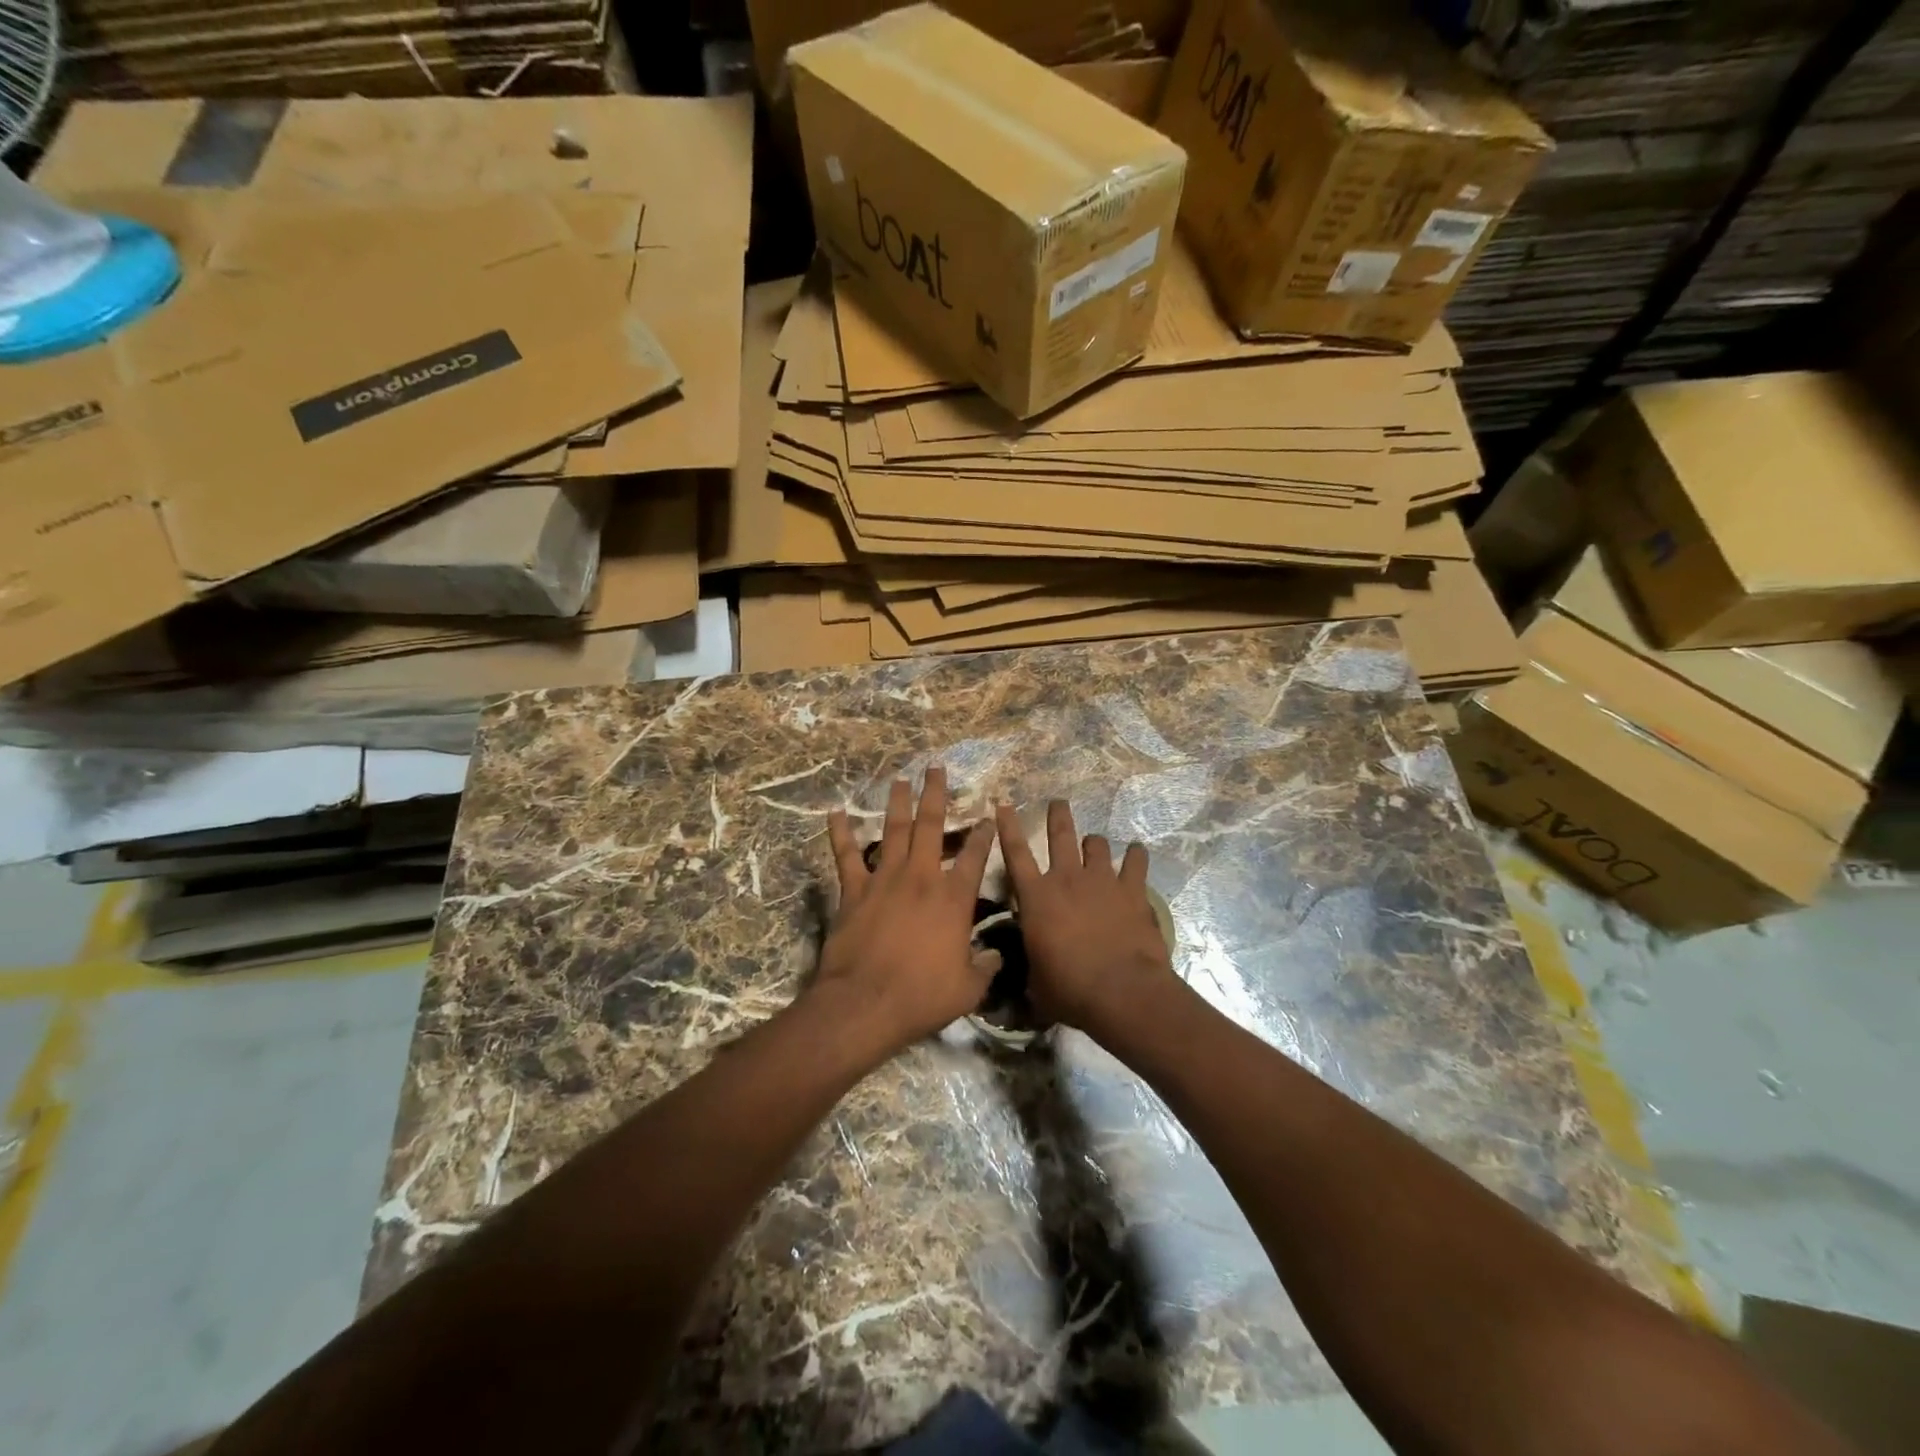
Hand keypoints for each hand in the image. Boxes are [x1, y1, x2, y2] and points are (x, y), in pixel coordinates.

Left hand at [815, 767, 994, 1057]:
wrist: (865, 1003)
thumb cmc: (921, 997)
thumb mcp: (968, 990)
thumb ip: (985, 968)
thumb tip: (998, 956)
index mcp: (953, 899)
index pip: (974, 858)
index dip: (982, 835)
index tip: (987, 816)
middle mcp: (921, 878)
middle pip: (930, 827)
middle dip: (935, 795)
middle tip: (936, 769)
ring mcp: (884, 880)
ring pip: (893, 831)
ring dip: (897, 803)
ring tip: (900, 780)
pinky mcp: (854, 890)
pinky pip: (846, 855)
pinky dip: (840, 833)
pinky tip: (835, 812)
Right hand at [997, 800, 1175, 1035]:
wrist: (1121, 991)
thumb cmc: (1069, 989)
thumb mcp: (1036, 982)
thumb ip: (1030, 967)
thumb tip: (1026, 974)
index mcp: (1036, 898)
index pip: (1015, 853)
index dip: (1007, 827)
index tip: (1004, 805)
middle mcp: (1067, 879)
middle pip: (1060, 835)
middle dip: (1058, 815)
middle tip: (1058, 803)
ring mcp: (1102, 880)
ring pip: (1097, 844)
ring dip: (1094, 842)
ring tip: (1095, 844)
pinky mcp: (1133, 890)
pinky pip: (1135, 862)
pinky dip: (1135, 856)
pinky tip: (1136, 854)